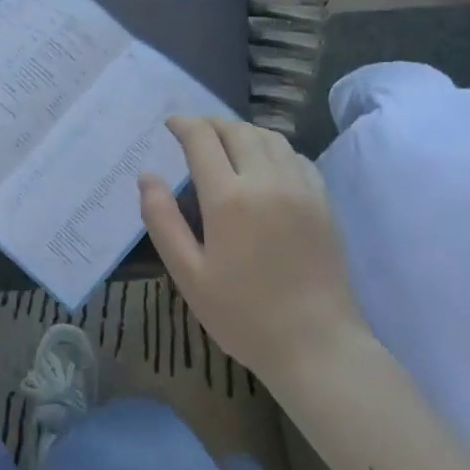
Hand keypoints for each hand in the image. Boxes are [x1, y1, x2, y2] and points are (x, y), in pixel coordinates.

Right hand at [139, 117, 371, 391]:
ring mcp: (301, 188)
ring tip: (226, 143)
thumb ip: (162, 221)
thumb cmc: (243, 314)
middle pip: (237, 130)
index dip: (183, 125)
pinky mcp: (323, 201)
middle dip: (211, 124)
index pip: (202, 139)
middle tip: (193, 133)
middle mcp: (267, 181)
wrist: (316, 344)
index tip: (170, 124)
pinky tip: (264, 164)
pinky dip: (273, 148)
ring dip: (242, 131)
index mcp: (229, 198)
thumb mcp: (188, 274)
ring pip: (270, 137)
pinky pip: (296, 156)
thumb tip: (146, 177)